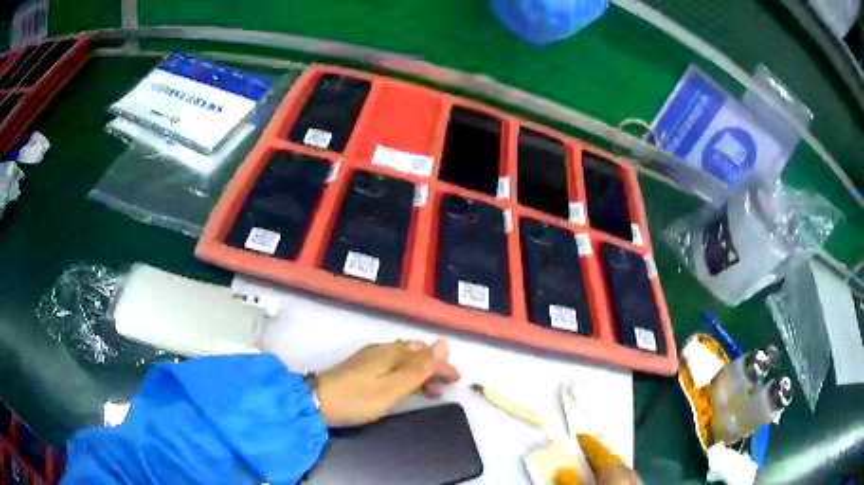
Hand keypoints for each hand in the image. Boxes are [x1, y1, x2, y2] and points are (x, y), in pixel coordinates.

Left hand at [316, 339, 459, 426]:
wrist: (316, 401)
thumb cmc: (357, 399)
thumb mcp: (391, 388)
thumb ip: (418, 369)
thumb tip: (443, 343)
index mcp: (392, 354)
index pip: (426, 354)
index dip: (443, 365)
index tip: (457, 381)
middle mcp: (382, 350)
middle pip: (416, 352)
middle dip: (433, 367)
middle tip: (443, 386)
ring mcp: (370, 356)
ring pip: (404, 357)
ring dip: (420, 371)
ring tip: (428, 390)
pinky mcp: (362, 365)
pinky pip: (393, 362)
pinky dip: (405, 373)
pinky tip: (403, 385)